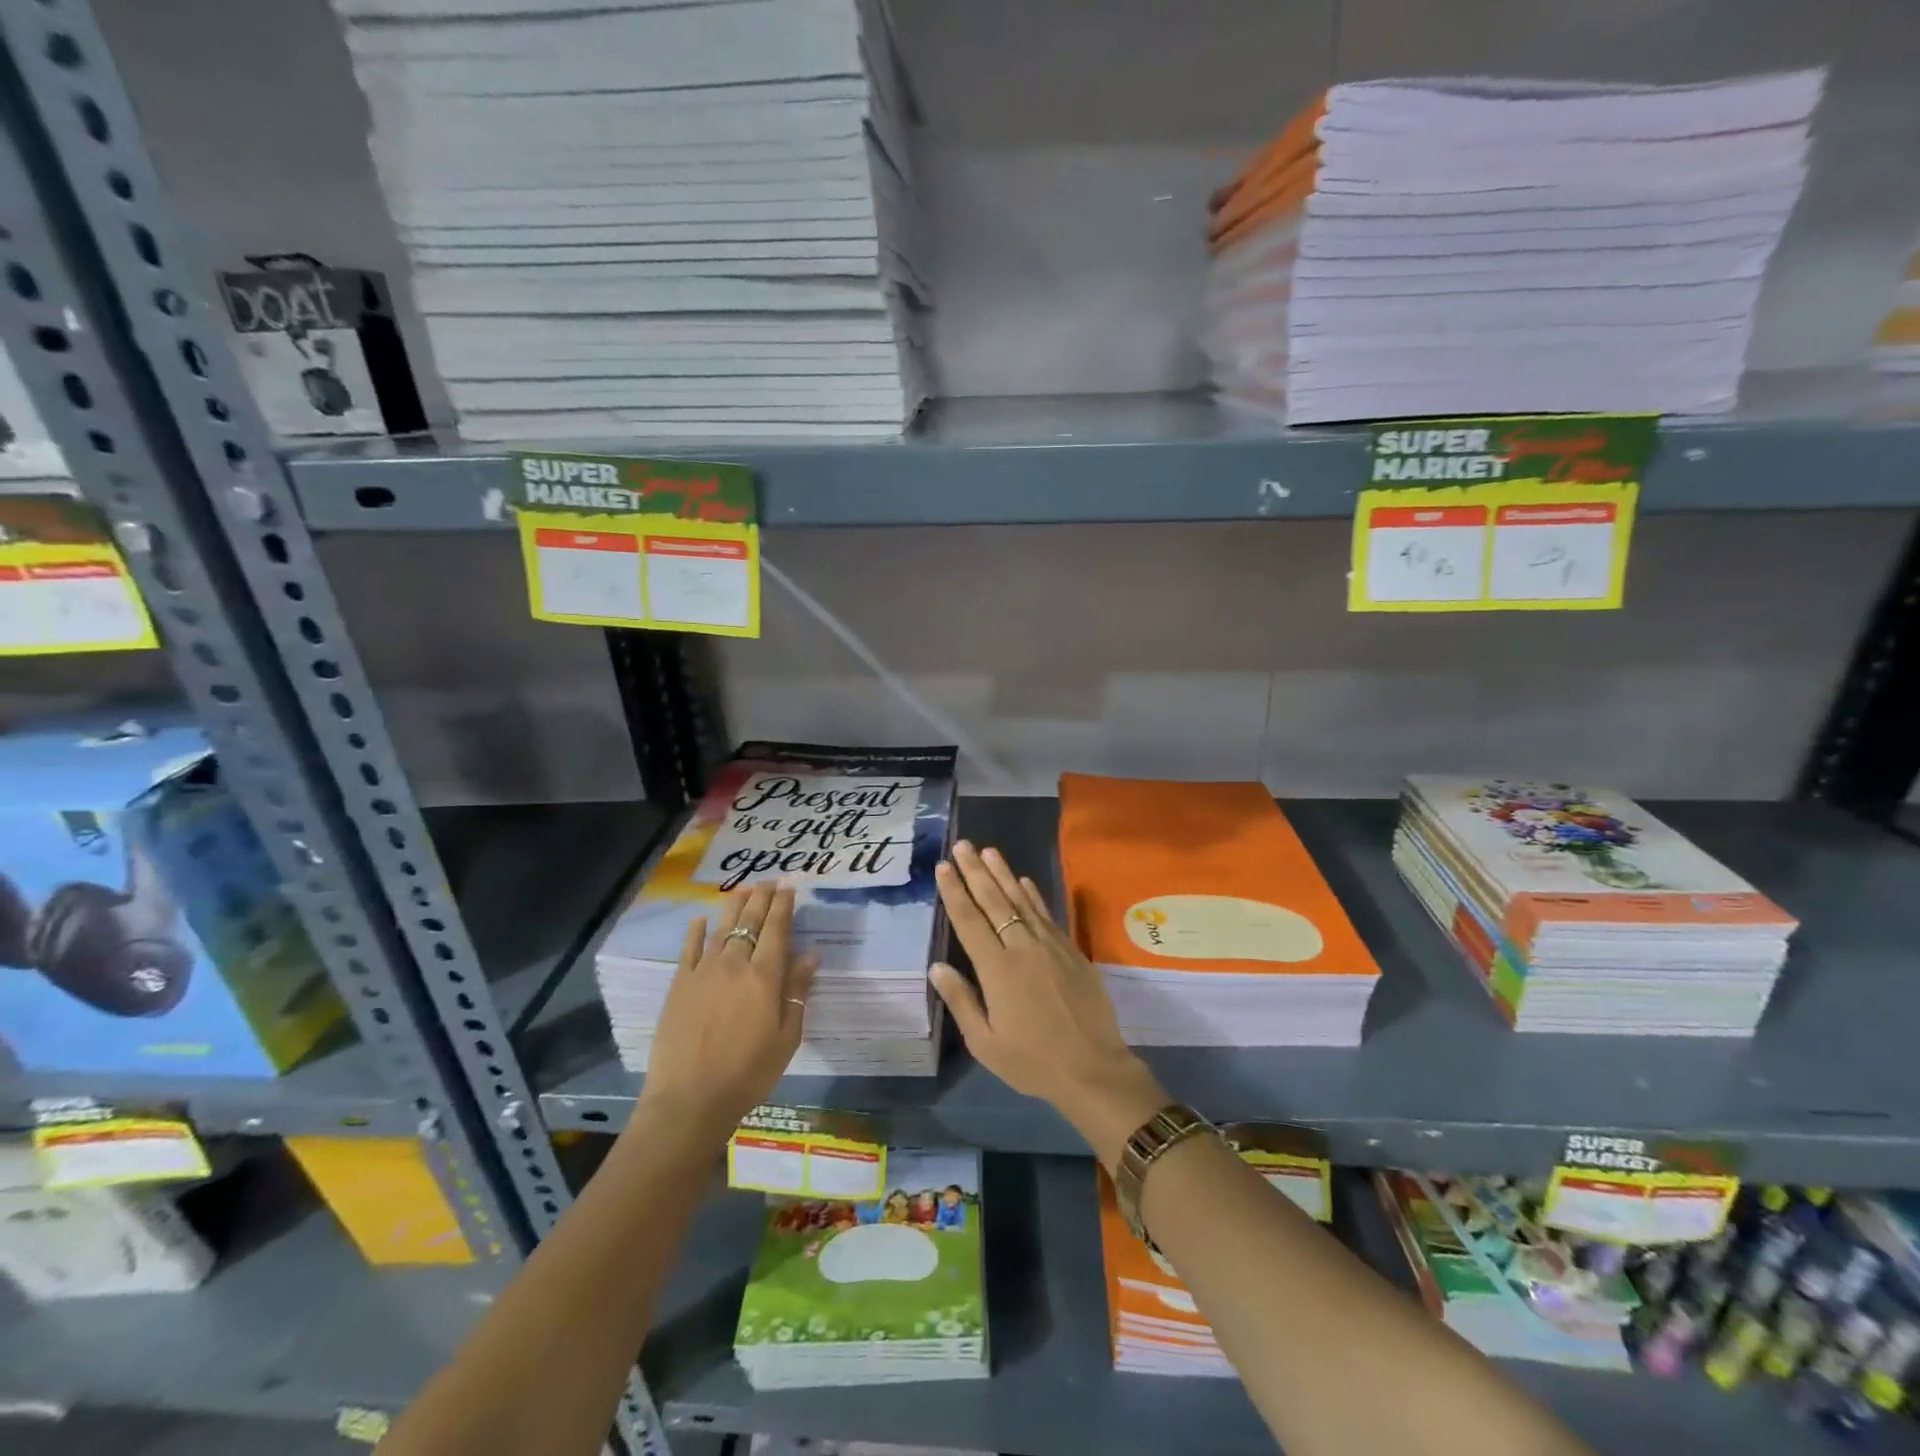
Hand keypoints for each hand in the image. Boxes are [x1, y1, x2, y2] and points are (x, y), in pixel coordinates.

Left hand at [636, 883, 818, 1143]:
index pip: (777, 930)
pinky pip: (689, 949)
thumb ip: (797, 991)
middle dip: (762, 898)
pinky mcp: (679, 985)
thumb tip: (811, 954)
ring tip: (743, 890)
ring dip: (734, 906)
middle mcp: (734, 964)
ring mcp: (703, 972)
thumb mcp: (787, 1037)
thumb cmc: (748, 1073)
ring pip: (722, 929)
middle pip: (750, 922)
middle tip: (770, 880)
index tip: (790, 887)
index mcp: (764, 977)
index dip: (784, 906)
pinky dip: (697, 931)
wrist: (690, 1099)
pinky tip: (701, 919)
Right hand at [931, 841, 1167, 1168]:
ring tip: (988, 851)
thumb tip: (937, 966)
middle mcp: (1022, 948)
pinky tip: (1025, 881)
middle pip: (994, 901)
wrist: (1094, 1069)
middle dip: (976, 871)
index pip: (969, 921)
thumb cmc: (1033, 1061)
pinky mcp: (1071, 950)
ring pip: (1022, 901)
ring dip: (1003, 874)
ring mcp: (1050, 946)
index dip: (955, 891)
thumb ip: (961, 1001)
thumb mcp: (985, 1043)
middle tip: (962, 845)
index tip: (943, 866)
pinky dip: (1034, 895)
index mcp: (997, 970)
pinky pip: (1047, 914)